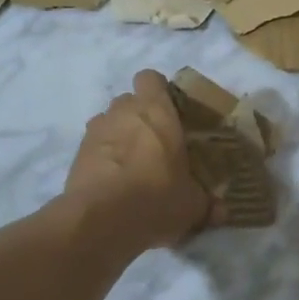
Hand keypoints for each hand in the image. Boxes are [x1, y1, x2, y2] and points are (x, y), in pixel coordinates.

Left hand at [63, 71, 215, 251]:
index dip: (158, 91)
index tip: (169, 111)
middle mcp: (123, 112)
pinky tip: (112, 184)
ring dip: (118, 137)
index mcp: (156, 111)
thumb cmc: (157, 197)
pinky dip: (101, 159)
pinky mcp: (76, 155)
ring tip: (131, 166)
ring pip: (108, 123)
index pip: (150, 78)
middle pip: (128, 101)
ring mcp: (95, 132)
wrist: (101, 221)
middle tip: (154, 144)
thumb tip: (222, 212)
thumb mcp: (192, 205)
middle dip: (139, 117)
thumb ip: (206, 203)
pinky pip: (93, 148)